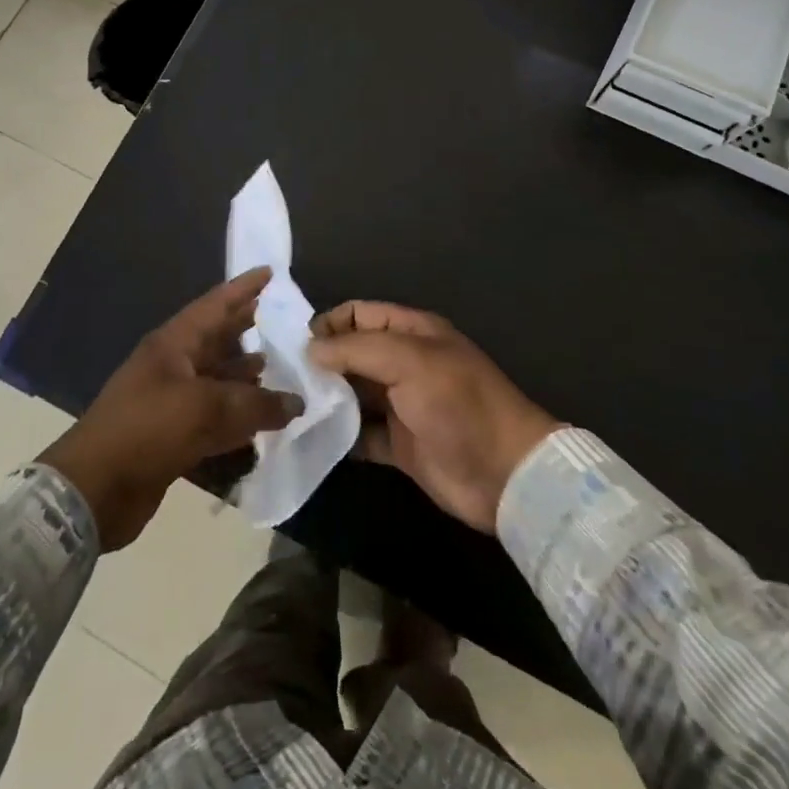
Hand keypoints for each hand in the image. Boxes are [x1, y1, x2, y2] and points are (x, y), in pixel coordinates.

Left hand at [39, 269, 302, 550]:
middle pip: (216, 340)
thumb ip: (256, 404)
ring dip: (245, 375)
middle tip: (283, 320)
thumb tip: (296, 403)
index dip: (243, 288)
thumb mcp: (206, 409)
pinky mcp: (172, 437)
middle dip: (247, 329)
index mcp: (173, 345)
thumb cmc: (148, 430)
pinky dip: (237, 417)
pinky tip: (262, 420)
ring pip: (216, 380)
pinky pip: (213, 418)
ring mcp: (170, 402)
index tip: (270, 273)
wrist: (94, 490)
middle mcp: (172, 366)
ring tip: (278, 368)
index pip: (215, 305)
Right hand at [310, 302, 561, 532]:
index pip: (361, 314)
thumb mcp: (409, 362)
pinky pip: (361, 434)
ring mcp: (403, 405)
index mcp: (413, 333)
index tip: (296, 345)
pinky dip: (340, 435)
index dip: (330, 324)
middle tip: (283, 379)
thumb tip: (310, 349)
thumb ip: (357, 350)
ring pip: (355, 394)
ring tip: (290, 407)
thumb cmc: (458, 404)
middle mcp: (405, 364)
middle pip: (354, 354)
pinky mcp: (400, 445)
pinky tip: (312, 438)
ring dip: (327, 399)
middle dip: (322, 362)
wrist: (505, 473)